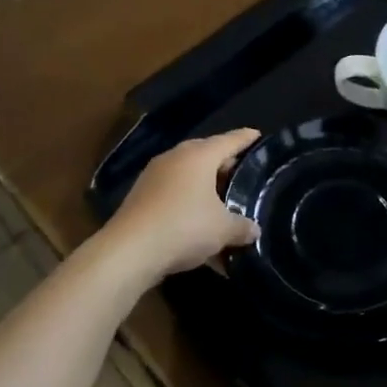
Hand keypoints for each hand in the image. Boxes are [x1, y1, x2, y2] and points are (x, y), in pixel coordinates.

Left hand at [102, 129, 261, 279]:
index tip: (257, 135)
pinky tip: (199, 228)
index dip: (246, 138)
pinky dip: (189, 205)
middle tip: (243, 175)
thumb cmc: (185, 227)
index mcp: (199, 156)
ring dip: (205, 188)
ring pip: (188, 176)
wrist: (129, 251)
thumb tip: (254, 230)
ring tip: (223, 202)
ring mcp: (154, 177)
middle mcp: (175, 158)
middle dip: (225, 165)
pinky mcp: (141, 198)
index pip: (229, 140)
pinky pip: (174, 195)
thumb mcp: (223, 229)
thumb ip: (242, 226)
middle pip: (207, 155)